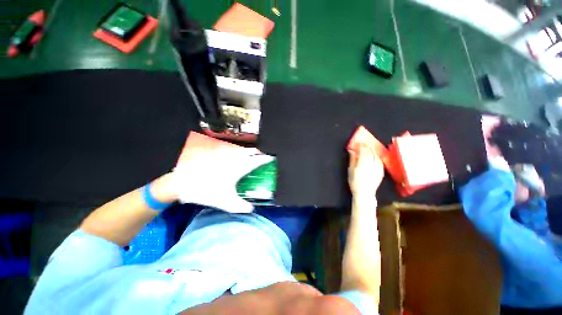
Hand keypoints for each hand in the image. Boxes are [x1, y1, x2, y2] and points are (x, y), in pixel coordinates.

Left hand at [171, 132, 273, 212]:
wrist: (182, 182)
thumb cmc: (206, 190)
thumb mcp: (226, 202)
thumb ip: (241, 207)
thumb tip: (252, 209)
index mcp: (239, 167)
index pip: (257, 160)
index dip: (266, 159)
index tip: (272, 159)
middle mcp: (234, 158)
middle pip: (251, 151)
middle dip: (259, 153)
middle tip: (262, 159)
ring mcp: (225, 154)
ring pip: (242, 150)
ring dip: (249, 153)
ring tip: (251, 159)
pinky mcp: (217, 154)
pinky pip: (233, 151)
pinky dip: (239, 153)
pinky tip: (236, 160)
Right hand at [348, 144, 383, 199]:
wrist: (365, 193)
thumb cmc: (355, 181)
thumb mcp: (350, 170)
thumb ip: (352, 159)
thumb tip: (352, 151)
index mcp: (363, 161)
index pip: (363, 149)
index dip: (360, 145)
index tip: (357, 143)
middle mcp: (373, 162)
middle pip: (370, 150)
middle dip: (366, 146)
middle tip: (362, 144)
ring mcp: (379, 166)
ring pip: (376, 154)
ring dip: (371, 150)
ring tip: (367, 148)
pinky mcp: (382, 170)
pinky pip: (379, 159)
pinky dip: (375, 156)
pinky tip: (373, 156)